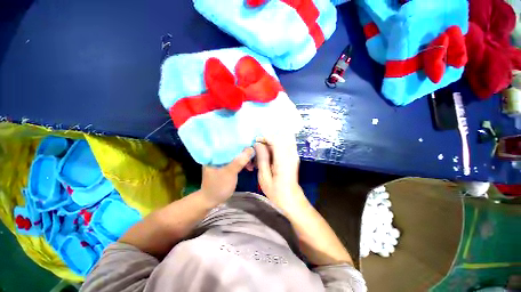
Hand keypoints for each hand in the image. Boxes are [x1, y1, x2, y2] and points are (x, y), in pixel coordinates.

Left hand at [201, 148, 253, 204]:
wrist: (211, 200)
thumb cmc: (218, 186)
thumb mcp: (229, 173)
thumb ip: (239, 161)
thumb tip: (251, 149)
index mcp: (214, 154)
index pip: (229, 143)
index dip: (240, 143)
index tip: (251, 145)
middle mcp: (218, 155)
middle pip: (234, 149)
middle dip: (244, 152)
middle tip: (253, 156)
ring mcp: (222, 161)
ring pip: (236, 155)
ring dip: (245, 159)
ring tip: (252, 164)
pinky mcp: (226, 166)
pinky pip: (236, 161)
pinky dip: (243, 163)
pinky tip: (249, 167)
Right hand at [253, 136, 306, 211]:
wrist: (291, 198)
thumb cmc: (275, 191)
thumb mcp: (264, 178)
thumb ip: (262, 159)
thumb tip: (258, 144)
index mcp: (283, 161)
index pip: (276, 140)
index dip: (265, 137)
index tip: (256, 142)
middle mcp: (291, 154)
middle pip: (281, 136)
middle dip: (268, 138)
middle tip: (260, 146)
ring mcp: (295, 154)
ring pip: (285, 137)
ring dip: (273, 140)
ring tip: (265, 148)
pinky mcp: (294, 155)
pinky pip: (287, 142)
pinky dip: (278, 142)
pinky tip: (272, 151)